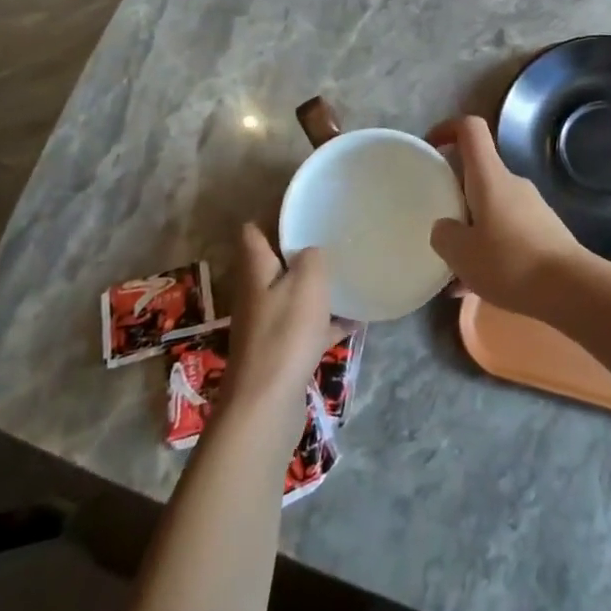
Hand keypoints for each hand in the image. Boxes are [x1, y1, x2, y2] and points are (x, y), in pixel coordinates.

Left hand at [224, 224, 337, 414]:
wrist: (267, 405)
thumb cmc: (285, 333)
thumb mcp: (307, 281)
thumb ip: (312, 256)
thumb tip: (313, 251)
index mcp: (256, 270)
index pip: (253, 231)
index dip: (272, 215)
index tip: (303, 205)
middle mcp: (256, 294)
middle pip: (275, 263)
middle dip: (300, 250)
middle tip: (333, 236)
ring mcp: (267, 325)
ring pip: (293, 295)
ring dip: (316, 287)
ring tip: (349, 273)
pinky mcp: (281, 352)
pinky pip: (308, 327)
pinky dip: (328, 322)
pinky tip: (356, 319)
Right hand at [426, 115, 596, 321]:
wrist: (570, 288)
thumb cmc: (510, 262)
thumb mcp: (461, 253)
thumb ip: (444, 235)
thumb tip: (445, 227)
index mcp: (490, 177)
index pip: (470, 129)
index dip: (447, 129)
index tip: (430, 147)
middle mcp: (512, 183)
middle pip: (477, 173)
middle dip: (454, 193)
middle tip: (436, 222)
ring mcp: (531, 207)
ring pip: (490, 208)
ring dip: (470, 229)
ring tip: (453, 268)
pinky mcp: (543, 232)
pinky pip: (506, 232)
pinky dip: (488, 249)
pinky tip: (475, 285)